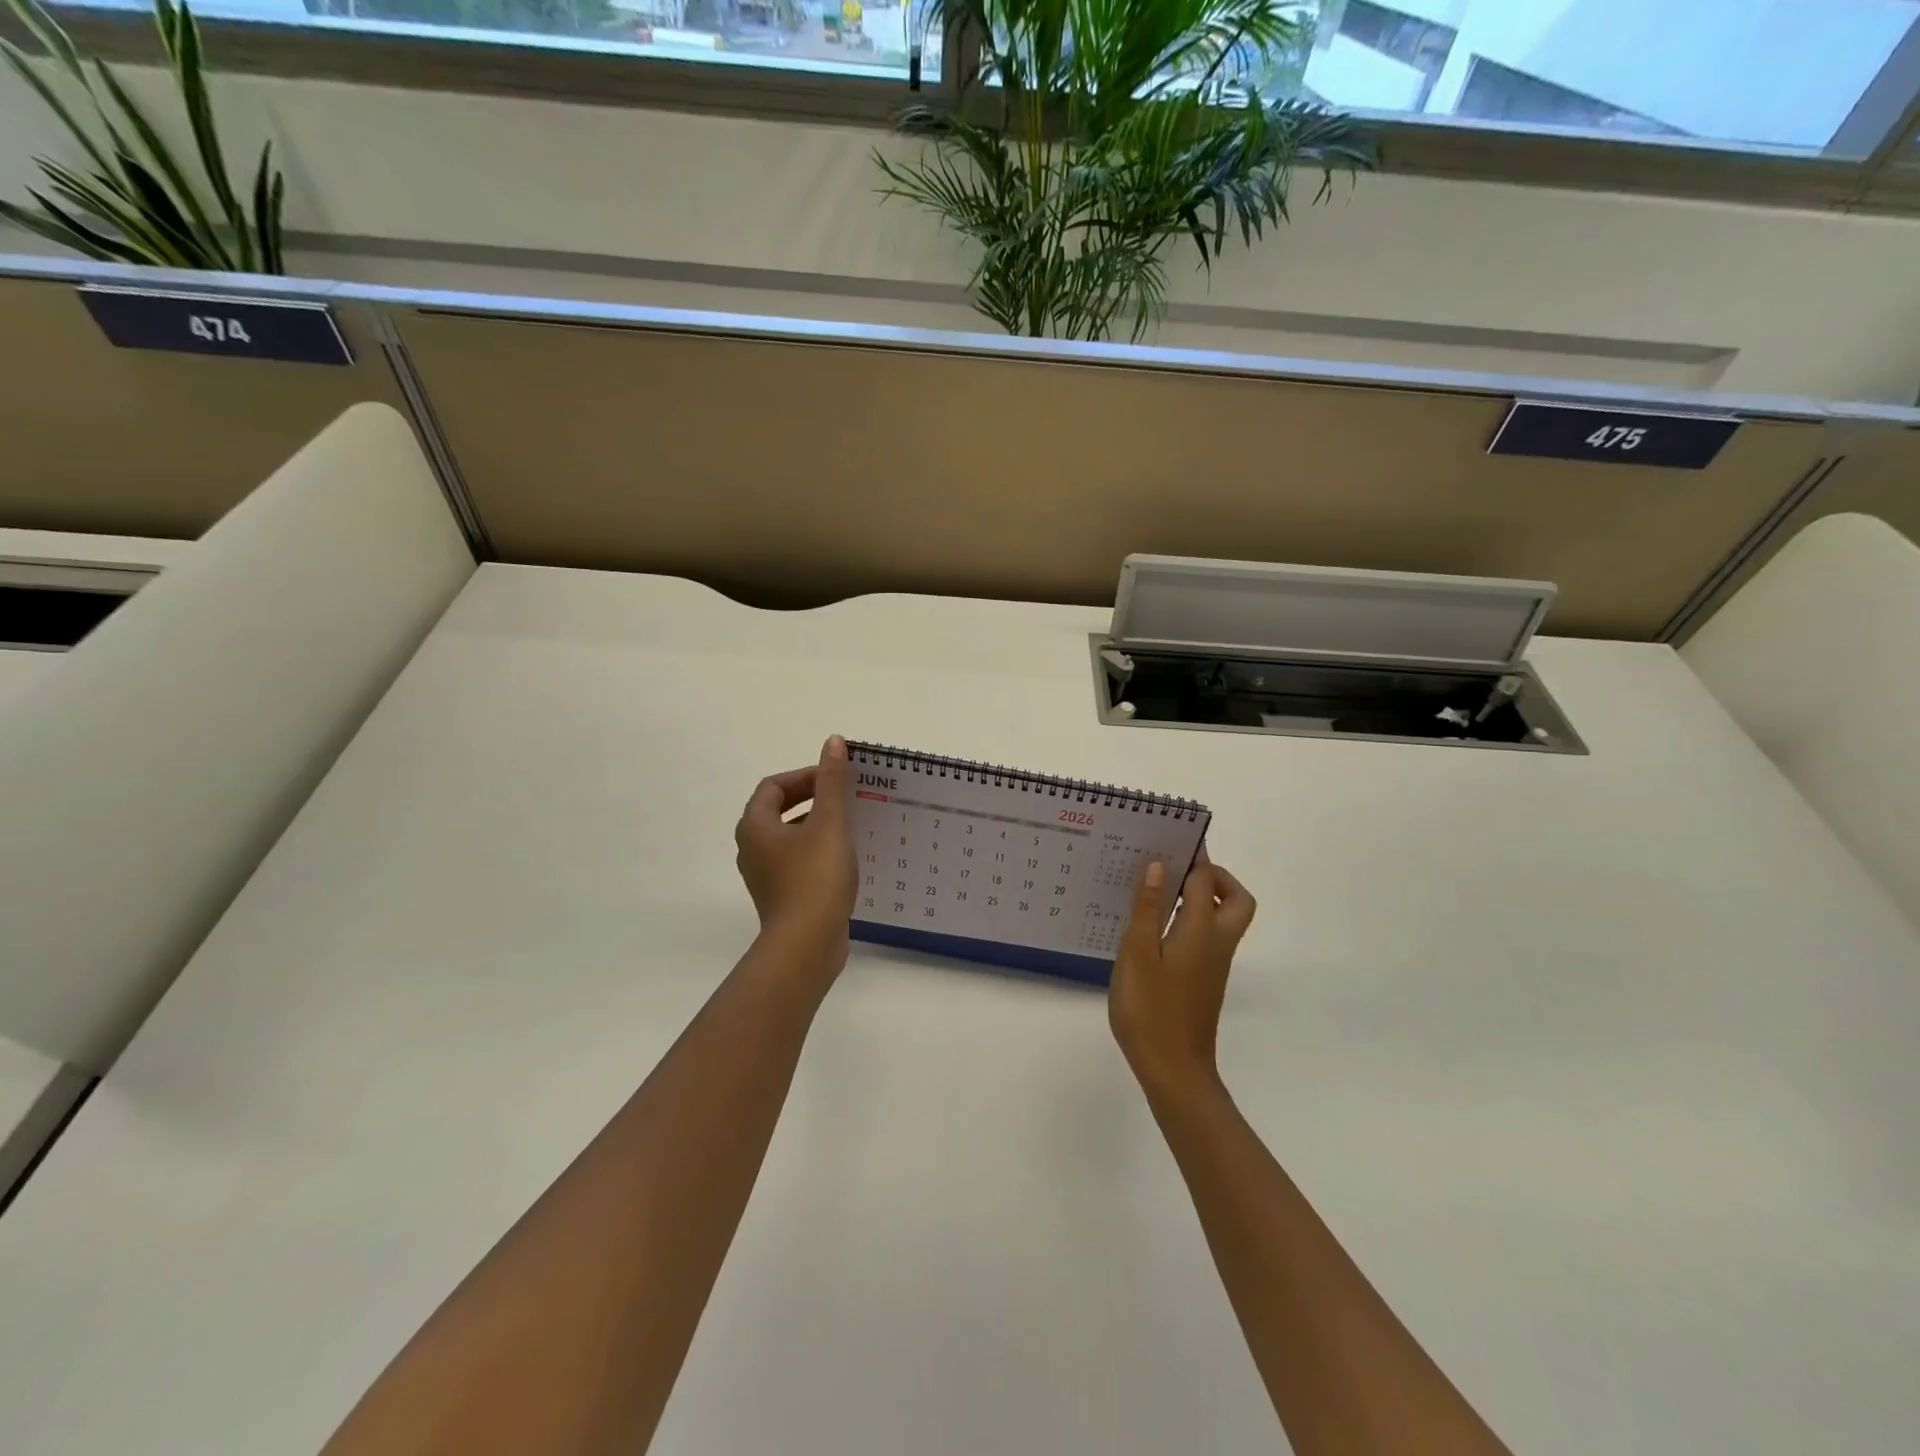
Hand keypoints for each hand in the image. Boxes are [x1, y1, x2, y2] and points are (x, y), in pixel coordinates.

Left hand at [734, 735, 856, 972]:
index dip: (804, 776)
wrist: (807, 944)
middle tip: (844, 797)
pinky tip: (844, 857)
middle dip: (812, 799)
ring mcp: (764, 875)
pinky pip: (797, 862)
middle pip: (779, 810)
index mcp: (755, 826)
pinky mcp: (781, 896)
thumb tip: (832, 741)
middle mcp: (752, 848)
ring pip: (789, 837)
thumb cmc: (815, 876)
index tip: (835, 779)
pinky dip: (817, 851)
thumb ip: (831, 781)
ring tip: (850, 825)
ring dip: (817, 826)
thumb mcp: (829, 822)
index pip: (773, 786)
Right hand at [1109, 853, 1256, 1098]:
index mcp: (1201, 930)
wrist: (1175, 1071)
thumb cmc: (1150, 1010)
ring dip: (1205, 897)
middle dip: (1216, 877)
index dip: (1193, 856)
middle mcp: (1217, 943)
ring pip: (1226, 918)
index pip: (1206, 880)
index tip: (1171, 838)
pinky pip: (1210, 935)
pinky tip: (1157, 928)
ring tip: (1161, 891)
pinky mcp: (1206, 980)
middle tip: (1179, 870)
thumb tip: (1160, 865)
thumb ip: (1149, 908)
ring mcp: (1215, 964)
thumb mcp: (1138, 954)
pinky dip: (1194, 919)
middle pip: (1237, 899)